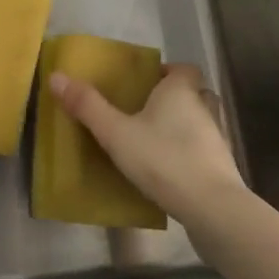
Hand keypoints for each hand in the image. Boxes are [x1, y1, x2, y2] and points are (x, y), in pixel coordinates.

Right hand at [49, 64, 245, 227]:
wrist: (213, 209)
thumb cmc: (163, 160)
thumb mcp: (116, 133)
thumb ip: (88, 106)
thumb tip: (56, 77)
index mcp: (180, 92)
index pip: (183, 69)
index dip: (168, 71)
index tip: (147, 82)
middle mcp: (203, 109)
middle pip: (195, 94)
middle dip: (176, 98)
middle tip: (148, 111)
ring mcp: (217, 140)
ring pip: (202, 123)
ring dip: (185, 127)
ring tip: (157, 140)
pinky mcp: (222, 169)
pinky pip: (205, 152)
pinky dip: (191, 155)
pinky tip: (170, 171)